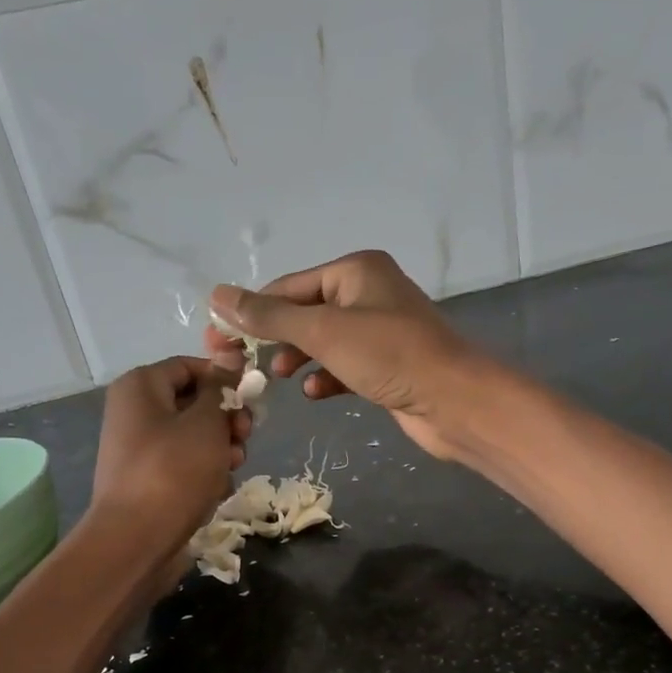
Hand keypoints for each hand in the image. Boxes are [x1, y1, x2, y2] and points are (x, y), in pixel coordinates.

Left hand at [91, 357, 249, 554]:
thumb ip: (220, 390)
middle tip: (245, 437)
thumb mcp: (206, 423)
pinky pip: (185, 467)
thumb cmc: (173, 471)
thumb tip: (228, 361)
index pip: (190, 366)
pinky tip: (215, 491)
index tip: (253, 399)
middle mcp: (135, 413)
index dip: (224, 379)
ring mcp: (141, 450)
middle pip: (194, 404)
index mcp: (140, 386)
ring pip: (194, 438)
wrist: (136, 539)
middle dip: (226, 420)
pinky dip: (204, 475)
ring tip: (232, 467)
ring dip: (220, 450)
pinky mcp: (149, 482)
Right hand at [204, 250, 489, 459]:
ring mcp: (380, 332)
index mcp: (355, 270)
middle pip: (305, 313)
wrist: (454, 402)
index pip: (288, 287)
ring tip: (279, 377)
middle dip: (275, 339)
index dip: (252, 313)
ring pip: (324, 342)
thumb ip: (270, 317)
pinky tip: (315, 393)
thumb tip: (217, 296)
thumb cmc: (389, 356)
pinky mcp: (387, 366)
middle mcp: (368, 294)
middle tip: (242, 366)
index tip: (219, 342)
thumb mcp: (323, 332)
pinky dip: (326, 377)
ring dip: (299, 359)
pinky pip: (345, 366)